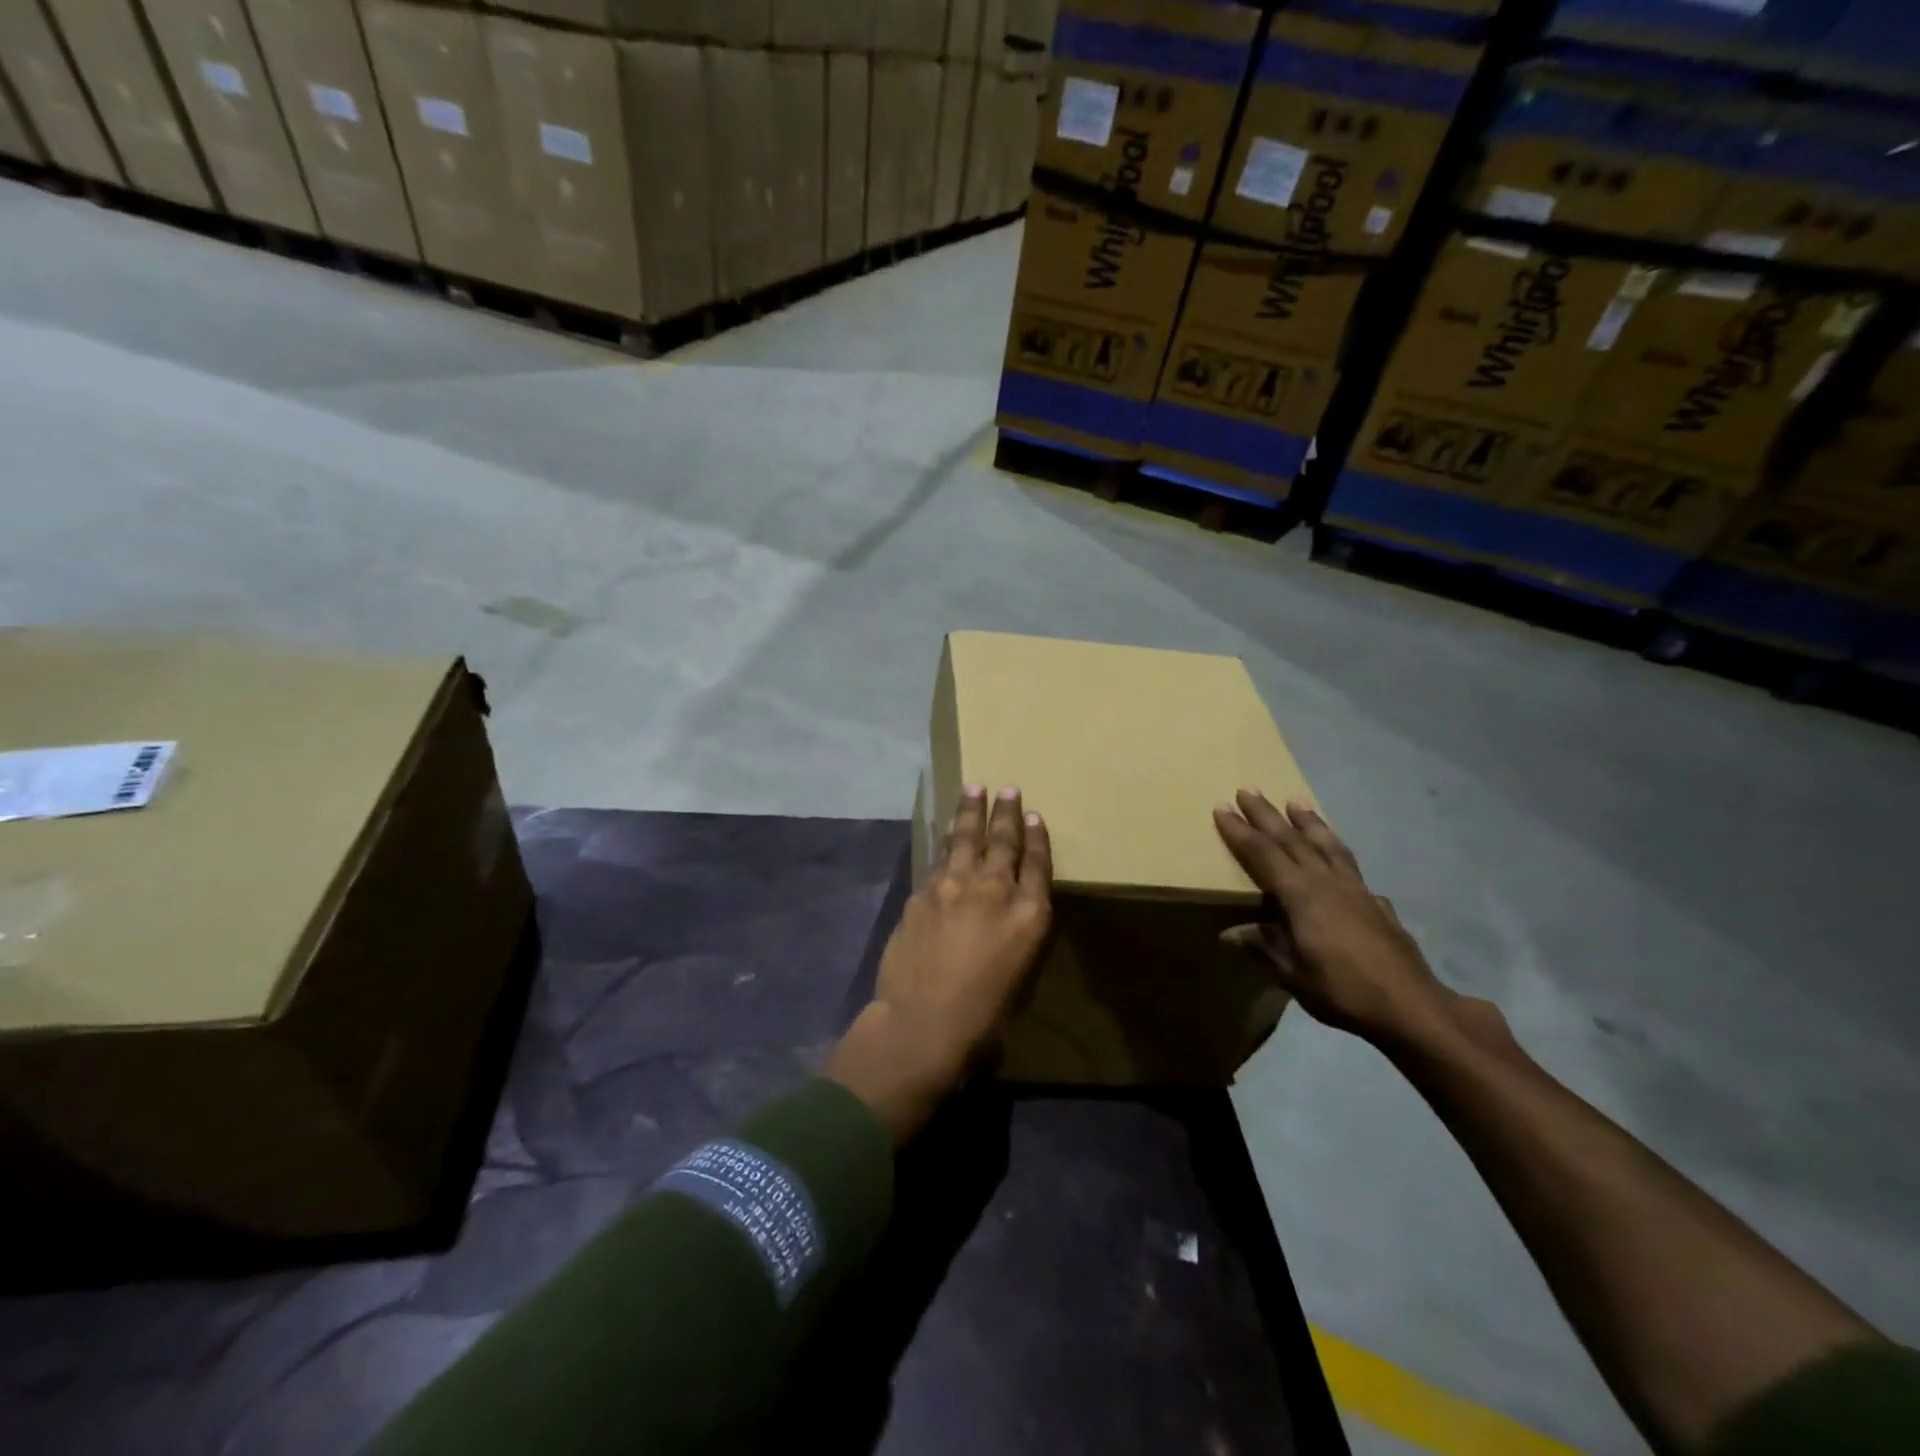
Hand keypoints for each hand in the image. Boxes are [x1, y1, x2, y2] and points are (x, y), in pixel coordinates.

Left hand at [828, 785, 1052, 1143]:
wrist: (922, 1023)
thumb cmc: (983, 1016)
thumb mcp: (1020, 973)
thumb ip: (1017, 933)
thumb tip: (1006, 914)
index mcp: (1029, 916)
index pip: (1037, 864)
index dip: (1036, 837)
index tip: (1034, 815)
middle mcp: (994, 891)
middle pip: (1003, 841)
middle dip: (1006, 813)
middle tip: (1007, 789)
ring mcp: (954, 887)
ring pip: (965, 839)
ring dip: (971, 813)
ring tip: (974, 790)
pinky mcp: (922, 893)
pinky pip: (939, 860)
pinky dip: (946, 844)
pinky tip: (947, 835)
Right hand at [1213, 789, 1492, 1051]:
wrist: (1410, 1006)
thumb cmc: (1341, 988)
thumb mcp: (1291, 972)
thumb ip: (1263, 946)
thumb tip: (1230, 932)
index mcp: (1300, 894)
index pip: (1263, 854)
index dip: (1240, 831)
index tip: (1222, 807)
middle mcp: (1326, 881)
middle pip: (1292, 839)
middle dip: (1267, 815)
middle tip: (1249, 789)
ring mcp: (1356, 890)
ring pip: (1327, 845)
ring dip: (1309, 822)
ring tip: (1297, 802)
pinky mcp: (1377, 903)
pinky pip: (1351, 866)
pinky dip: (1338, 853)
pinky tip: (1339, 860)